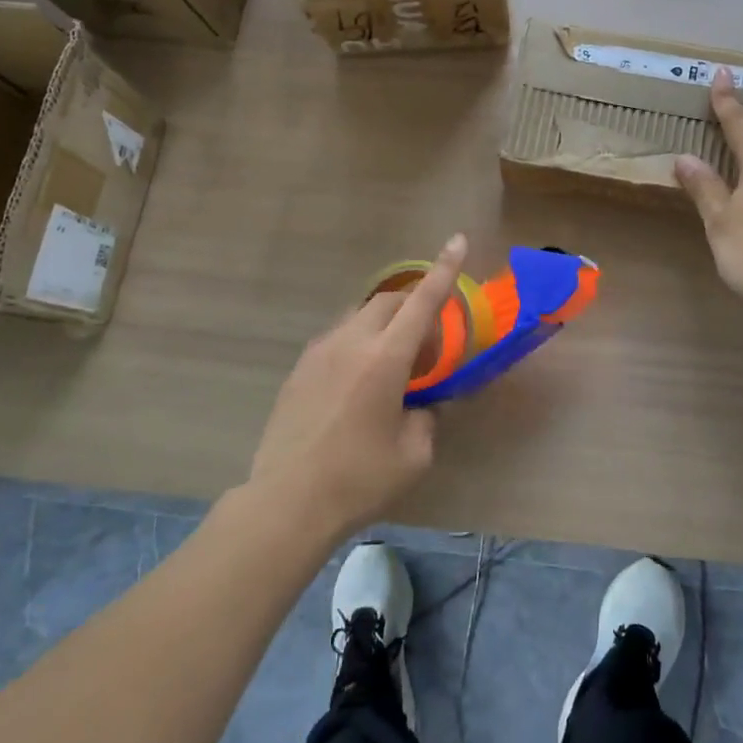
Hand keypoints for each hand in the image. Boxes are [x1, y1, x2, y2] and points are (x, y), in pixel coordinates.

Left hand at [246, 234, 466, 540]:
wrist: (287, 502)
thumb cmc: (360, 479)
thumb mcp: (414, 454)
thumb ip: (429, 417)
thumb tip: (427, 404)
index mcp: (385, 358)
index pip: (422, 301)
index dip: (444, 270)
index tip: (456, 240)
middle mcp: (350, 342)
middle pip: (389, 302)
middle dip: (414, 307)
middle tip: (427, 347)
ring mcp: (319, 352)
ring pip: (359, 317)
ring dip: (384, 327)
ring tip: (391, 366)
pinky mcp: (299, 369)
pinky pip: (337, 339)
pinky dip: (359, 345)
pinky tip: (358, 385)